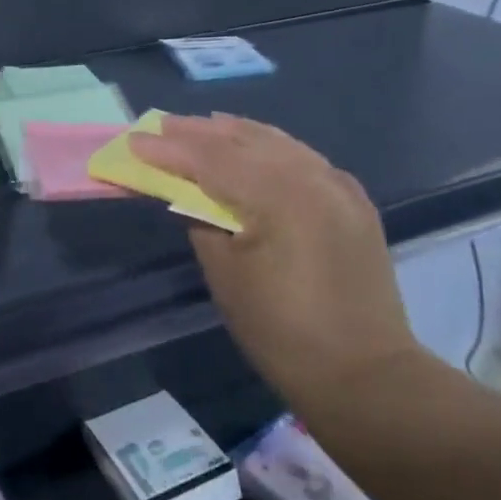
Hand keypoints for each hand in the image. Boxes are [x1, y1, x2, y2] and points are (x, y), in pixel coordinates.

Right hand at [129, 114, 420, 400]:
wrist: (366, 375)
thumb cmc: (282, 332)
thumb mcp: (226, 276)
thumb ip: (202, 220)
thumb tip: (187, 192)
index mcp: (279, 197)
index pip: (211, 160)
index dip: (169, 150)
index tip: (135, 140)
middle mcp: (312, 177)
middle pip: (243, 141)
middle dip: (198, 132)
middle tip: (161, 124)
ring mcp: (337, 185)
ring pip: (276, 142)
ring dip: (234, 133)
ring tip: (201, 125)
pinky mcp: (351, 199)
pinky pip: (301, 157)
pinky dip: (269, 146)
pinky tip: (252, 145)